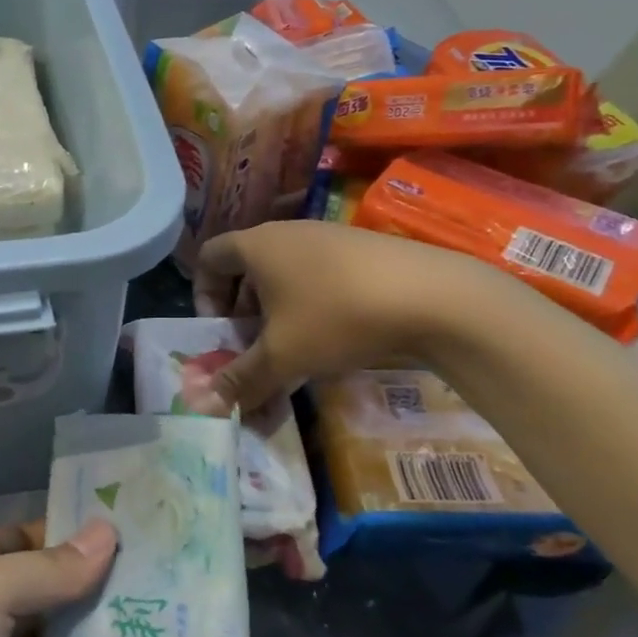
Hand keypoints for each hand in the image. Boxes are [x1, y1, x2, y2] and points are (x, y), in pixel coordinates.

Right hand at [191, 220, 495, 411]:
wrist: (435, 297)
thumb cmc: (337, 317)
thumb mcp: (283, 356)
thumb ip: (241, 379)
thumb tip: (206, 405)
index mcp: (256, 245)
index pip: (209, 257)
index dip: (202, 294)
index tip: (219, 330)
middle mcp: (287, 232)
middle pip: (245, 265)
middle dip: (241, 308)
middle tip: (253, 345)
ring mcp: (328, 234)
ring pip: (284, 270)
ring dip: (276, 307)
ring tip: (294, 343)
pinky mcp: (362, 247)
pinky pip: (318, 270)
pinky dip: (311, 299)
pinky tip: (336, 332)